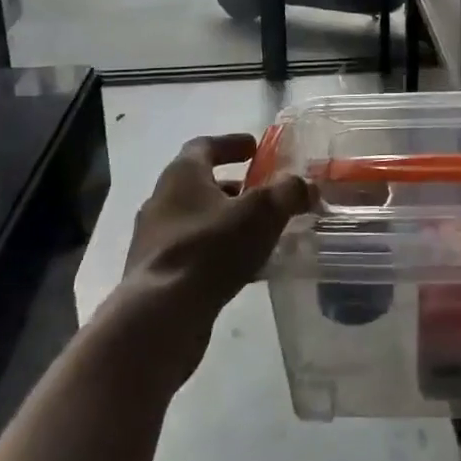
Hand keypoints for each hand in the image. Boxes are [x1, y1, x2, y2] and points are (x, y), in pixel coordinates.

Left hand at [114, 134, 313, 390]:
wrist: (160, 317)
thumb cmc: (210, 249)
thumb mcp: (262, 212)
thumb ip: (287, 192)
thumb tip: (305, 186)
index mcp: (181, 176)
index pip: (204, 146)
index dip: (231, 143)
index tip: (254, 148)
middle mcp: (162, 202)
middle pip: (200, 184)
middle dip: (234, 187)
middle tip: (263, 194)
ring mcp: (155, 240)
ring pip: (197, 220)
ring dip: (227, 221)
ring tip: (260, 233)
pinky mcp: (156, 275)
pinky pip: (194, 251)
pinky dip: (219, 251)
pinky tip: (245, 268)